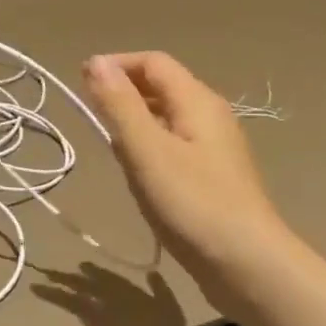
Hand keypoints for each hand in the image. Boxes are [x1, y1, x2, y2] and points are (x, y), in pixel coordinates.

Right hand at [81, 52, 283, 298]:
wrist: (245, 263)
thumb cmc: (192, 202)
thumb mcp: (146, 150)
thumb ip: (119, 105)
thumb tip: (96, 62)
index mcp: (197, 101)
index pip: (153, 62)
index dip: (116, 65)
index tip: (80, 83)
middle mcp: (210, 115)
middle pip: (162, 86)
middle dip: (123, 92)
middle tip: (89, 114)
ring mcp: (214, 147)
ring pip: (166, 117)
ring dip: (134, 121)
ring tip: (107, 143)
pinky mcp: (212, 175)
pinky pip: (173, 145)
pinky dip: (148, 146)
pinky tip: (136, 173)